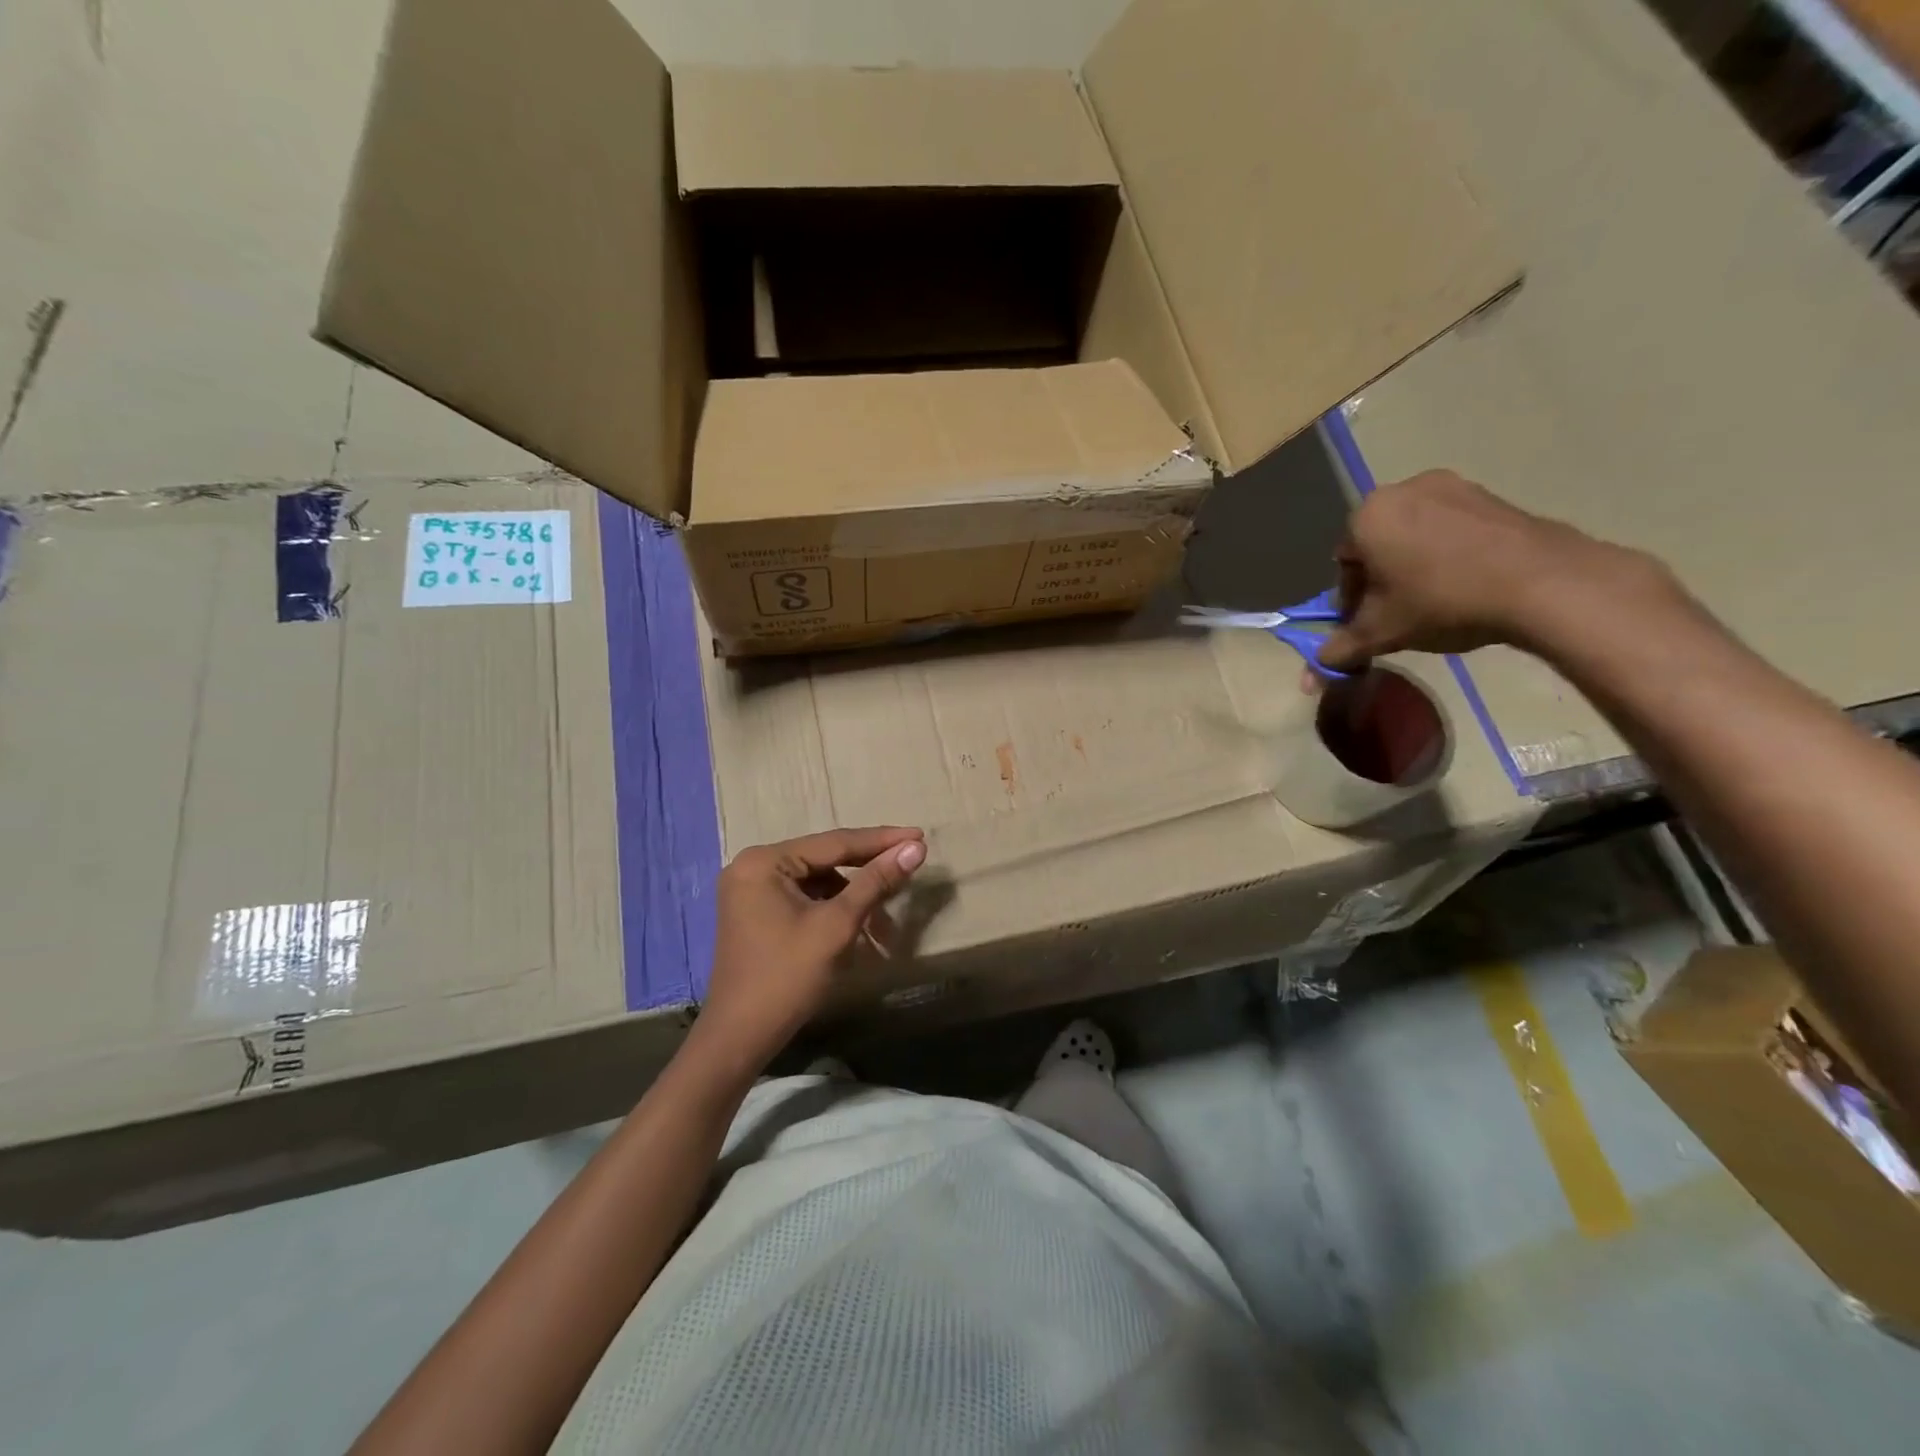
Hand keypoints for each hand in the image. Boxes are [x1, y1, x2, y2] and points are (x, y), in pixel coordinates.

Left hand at [695, 826, 926, 1070]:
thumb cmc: (788, 976)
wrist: (740, 1036)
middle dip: (868, 871)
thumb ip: (875, 882)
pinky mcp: (756, 911)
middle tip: (910, 866)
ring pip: (817, 880)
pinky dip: (832, 908)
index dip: (881, 840)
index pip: (834, 842)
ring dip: (853, 896)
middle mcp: (753, 865)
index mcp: (765, 861)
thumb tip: (914, 848)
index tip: (919, 836)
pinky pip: (804, 897)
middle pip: (825, 859)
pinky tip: (858, 925)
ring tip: (885, 922)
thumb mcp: (837, 925)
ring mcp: (751, 889)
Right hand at [1317, 470, 1662, 669]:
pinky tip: (1467, 582)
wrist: (1541, 582)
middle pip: (1378, 544)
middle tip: (1402, 612)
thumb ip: (1343, 648)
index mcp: (1367, 516)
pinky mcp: (1491, 495)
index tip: (1372, 622)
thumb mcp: (1382, 633)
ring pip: (1415, 534)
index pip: (1343, 563)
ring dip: (1415, 565)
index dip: (1353, 599)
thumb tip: (1313, 671)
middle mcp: (1403, 489)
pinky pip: (1451, 528)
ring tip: (1437, 599)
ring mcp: (1452, 486)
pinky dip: (1449, 553)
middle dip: (1384, 578)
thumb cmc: (1442, 601)